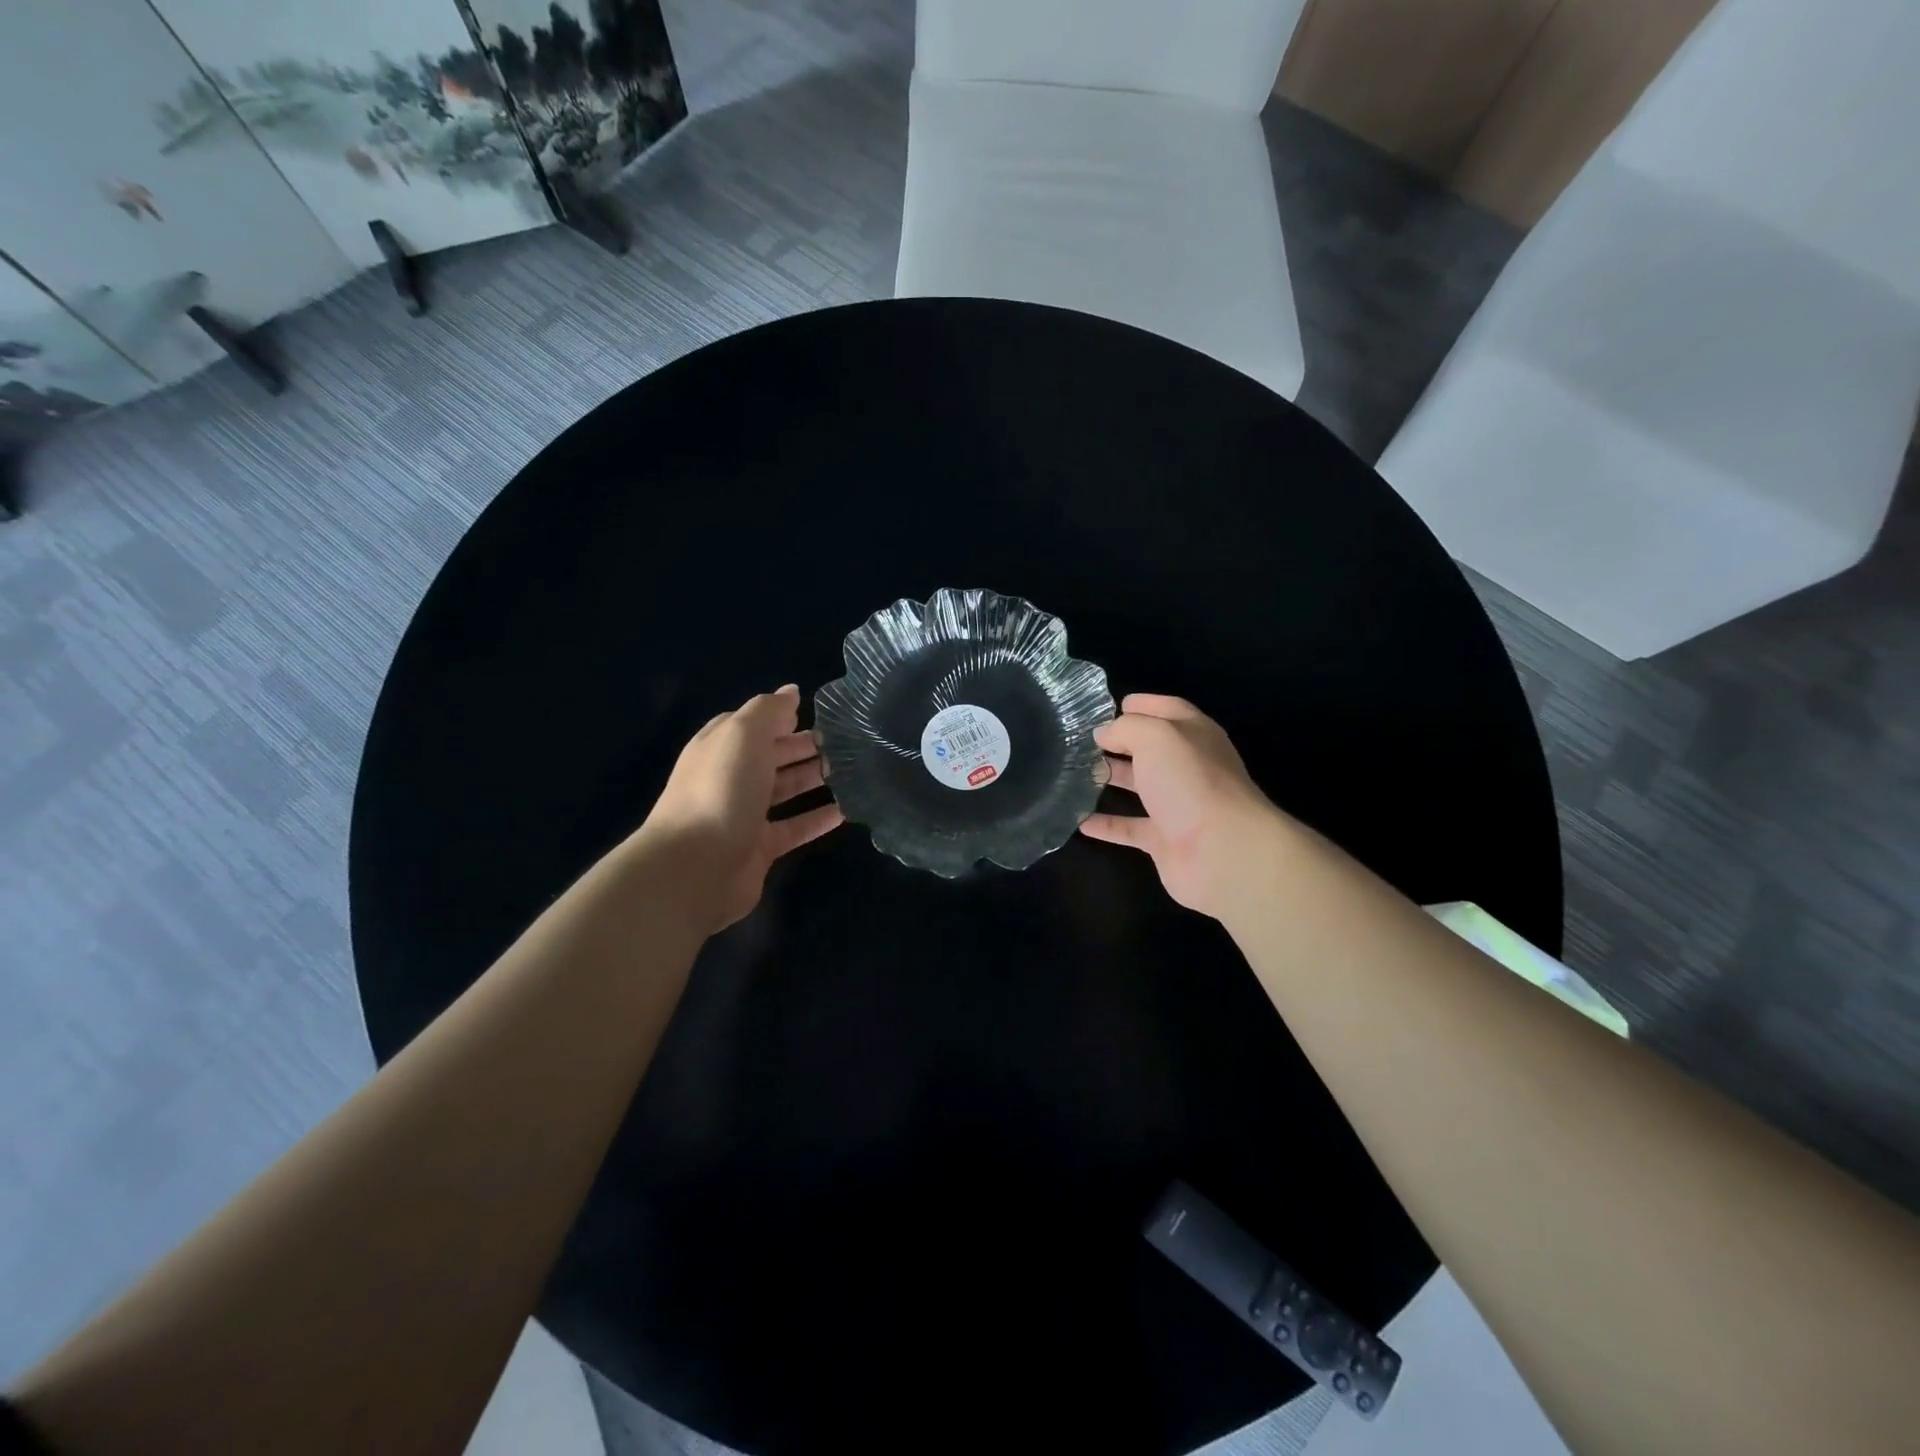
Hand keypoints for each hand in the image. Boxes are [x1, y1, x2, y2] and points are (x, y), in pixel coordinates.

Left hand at [641, 685, 842, 935]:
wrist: (694, 866)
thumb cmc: (720, 789)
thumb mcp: (742, 734)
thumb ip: (768, 710)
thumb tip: (792, 692)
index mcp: (720, 746)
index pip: (752, 724)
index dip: (781, 717)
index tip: (818, 714)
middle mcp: (730, 777)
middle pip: (771, 756)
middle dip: (803, 746)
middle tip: (846, 742)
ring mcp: (744, 814)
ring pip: (785, 790)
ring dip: (813, 779)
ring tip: (853, 771)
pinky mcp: (760, 848)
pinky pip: (795, 828)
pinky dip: (818, 819)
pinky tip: (847, 811)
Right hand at [1079, 693, 1281, 919]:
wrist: (1222, 852)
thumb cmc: (1190, 782)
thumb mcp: (1156, 737)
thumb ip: (1126, 728)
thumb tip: (1103, 733)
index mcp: (1194, 735)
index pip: (1168, 710)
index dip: (1142, 704)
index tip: (1108, 707)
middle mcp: (1188, 767)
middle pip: (1151, 748)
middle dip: (1119, 741)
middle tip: (1080, 739)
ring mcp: (1178, 805)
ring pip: (1140, 786)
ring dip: (1111, 778)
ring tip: (1073, 772)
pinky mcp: (1166, 840)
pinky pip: (1130, 828)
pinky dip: (1107, 824)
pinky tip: (1079, 820)